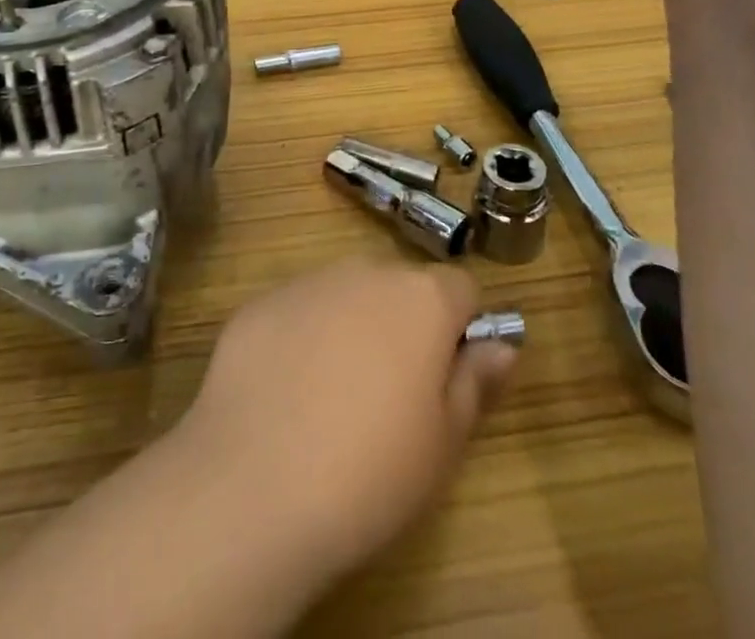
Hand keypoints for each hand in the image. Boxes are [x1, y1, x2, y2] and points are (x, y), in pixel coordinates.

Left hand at [175, 260, 516, 578]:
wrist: (253, 484)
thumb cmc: (370, 471)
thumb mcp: (444, 443)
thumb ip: (476, 382)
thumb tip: (501, 345)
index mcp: (421, 298)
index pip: (463, 289)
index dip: (463, 329)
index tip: (448, 378)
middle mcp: (365, 270)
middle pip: (401, 288)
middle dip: (404, 326)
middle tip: (390, 398)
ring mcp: (307, 282)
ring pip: (347, 296)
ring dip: (352, 328)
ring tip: (332, 400)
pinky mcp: (260, 303)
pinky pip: (298, 312)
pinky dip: (302, 339)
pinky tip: (286, 397)